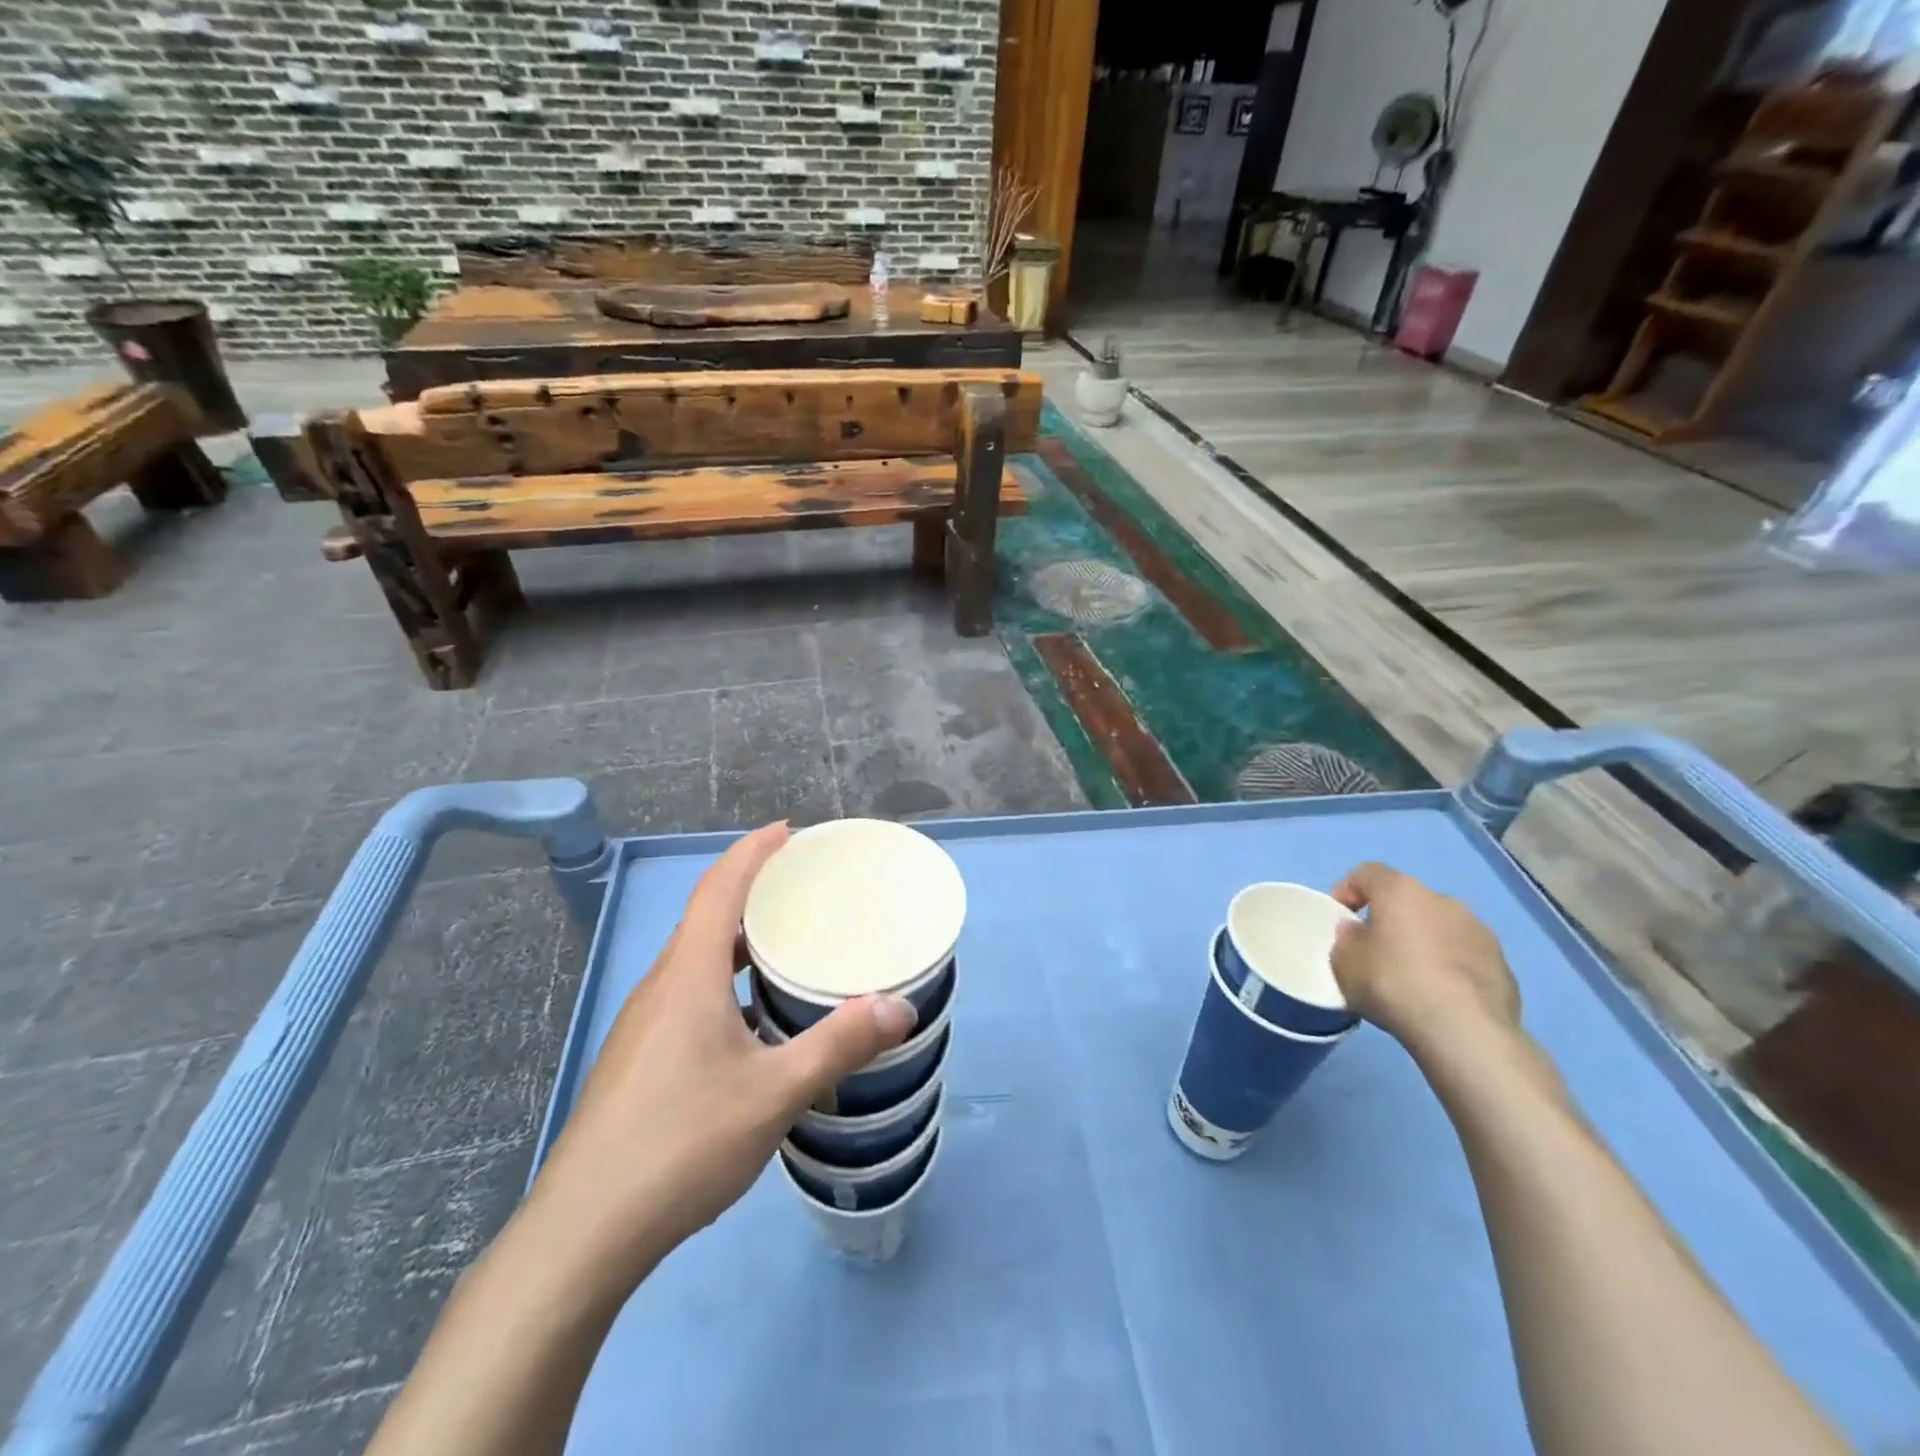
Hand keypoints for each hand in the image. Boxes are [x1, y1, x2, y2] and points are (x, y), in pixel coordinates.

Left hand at [519, 822, 917, 1293]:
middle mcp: (661, 987)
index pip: (718, 889)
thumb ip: (838, 1045)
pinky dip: (726, 982)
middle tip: (803, 887)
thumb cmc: (681, 1144)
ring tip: (787, 945)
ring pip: (696, 960)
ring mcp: (643, 1026)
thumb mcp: (774, 1093)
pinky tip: (754, 1022)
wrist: (584, 1232)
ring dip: (738, 940)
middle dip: (752, 890)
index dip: (752, 852)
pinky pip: (688, 994)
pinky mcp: (638, 1059)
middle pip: (706, 918)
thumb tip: (900, 1007)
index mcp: (688, 976)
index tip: (788, 831)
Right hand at [1330, 862, 1520, 1056]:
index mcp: (1402, 891)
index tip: (1340, 920)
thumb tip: (1358, 933)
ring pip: (1440, 929)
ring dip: (1424, 944)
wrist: (1466, 1031)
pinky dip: (1450, 969)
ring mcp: (1480, 932)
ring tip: (1411, 980)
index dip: (1347, 891)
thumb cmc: (1393, 983)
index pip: (1367, 873)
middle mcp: (1444, 901)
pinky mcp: (1503, 966)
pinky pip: (1465, 958)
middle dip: (1390, 921)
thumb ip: (1347, 939)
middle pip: (1408, 902)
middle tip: (1375, 952)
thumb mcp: (1344, 962)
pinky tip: (1441, 999)